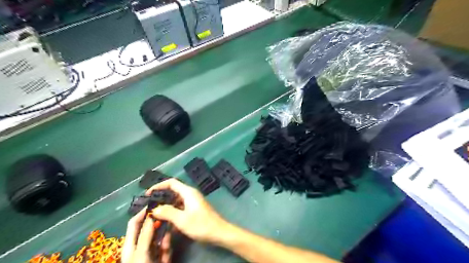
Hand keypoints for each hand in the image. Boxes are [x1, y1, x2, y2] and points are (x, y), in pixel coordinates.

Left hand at [121, 209, 171, 261]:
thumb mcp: (141, 252)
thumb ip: (146, 233)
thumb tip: (152, 213)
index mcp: (130, 243)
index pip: (135, 222)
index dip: (143, 212)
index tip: (155, 203)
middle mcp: (140, 245)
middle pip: (151, 229)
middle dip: (160, 228)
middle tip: (169, 221)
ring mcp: (150, 252)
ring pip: (161, 238)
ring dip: (165, 242)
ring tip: (165, 249)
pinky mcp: (160, 258)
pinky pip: (166, 248)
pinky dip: (167, 252)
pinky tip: (166, 259)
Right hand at [145, 177, 229, 242]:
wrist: (219, 232)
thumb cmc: (201, 224)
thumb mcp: (182, 219)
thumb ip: (167, 212)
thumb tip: (154, 208)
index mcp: (188, 192)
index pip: (171, 182)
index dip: (159, 186)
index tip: (148, 194)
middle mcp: (190, 195)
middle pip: (172, 192)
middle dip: (161, 200)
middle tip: (150, 208)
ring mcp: (192, 202)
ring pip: (175, 202)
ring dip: (166, 210)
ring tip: (156, 218)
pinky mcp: (194, 210)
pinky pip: (180, 209)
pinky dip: (173, 215)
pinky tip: (167, 225)